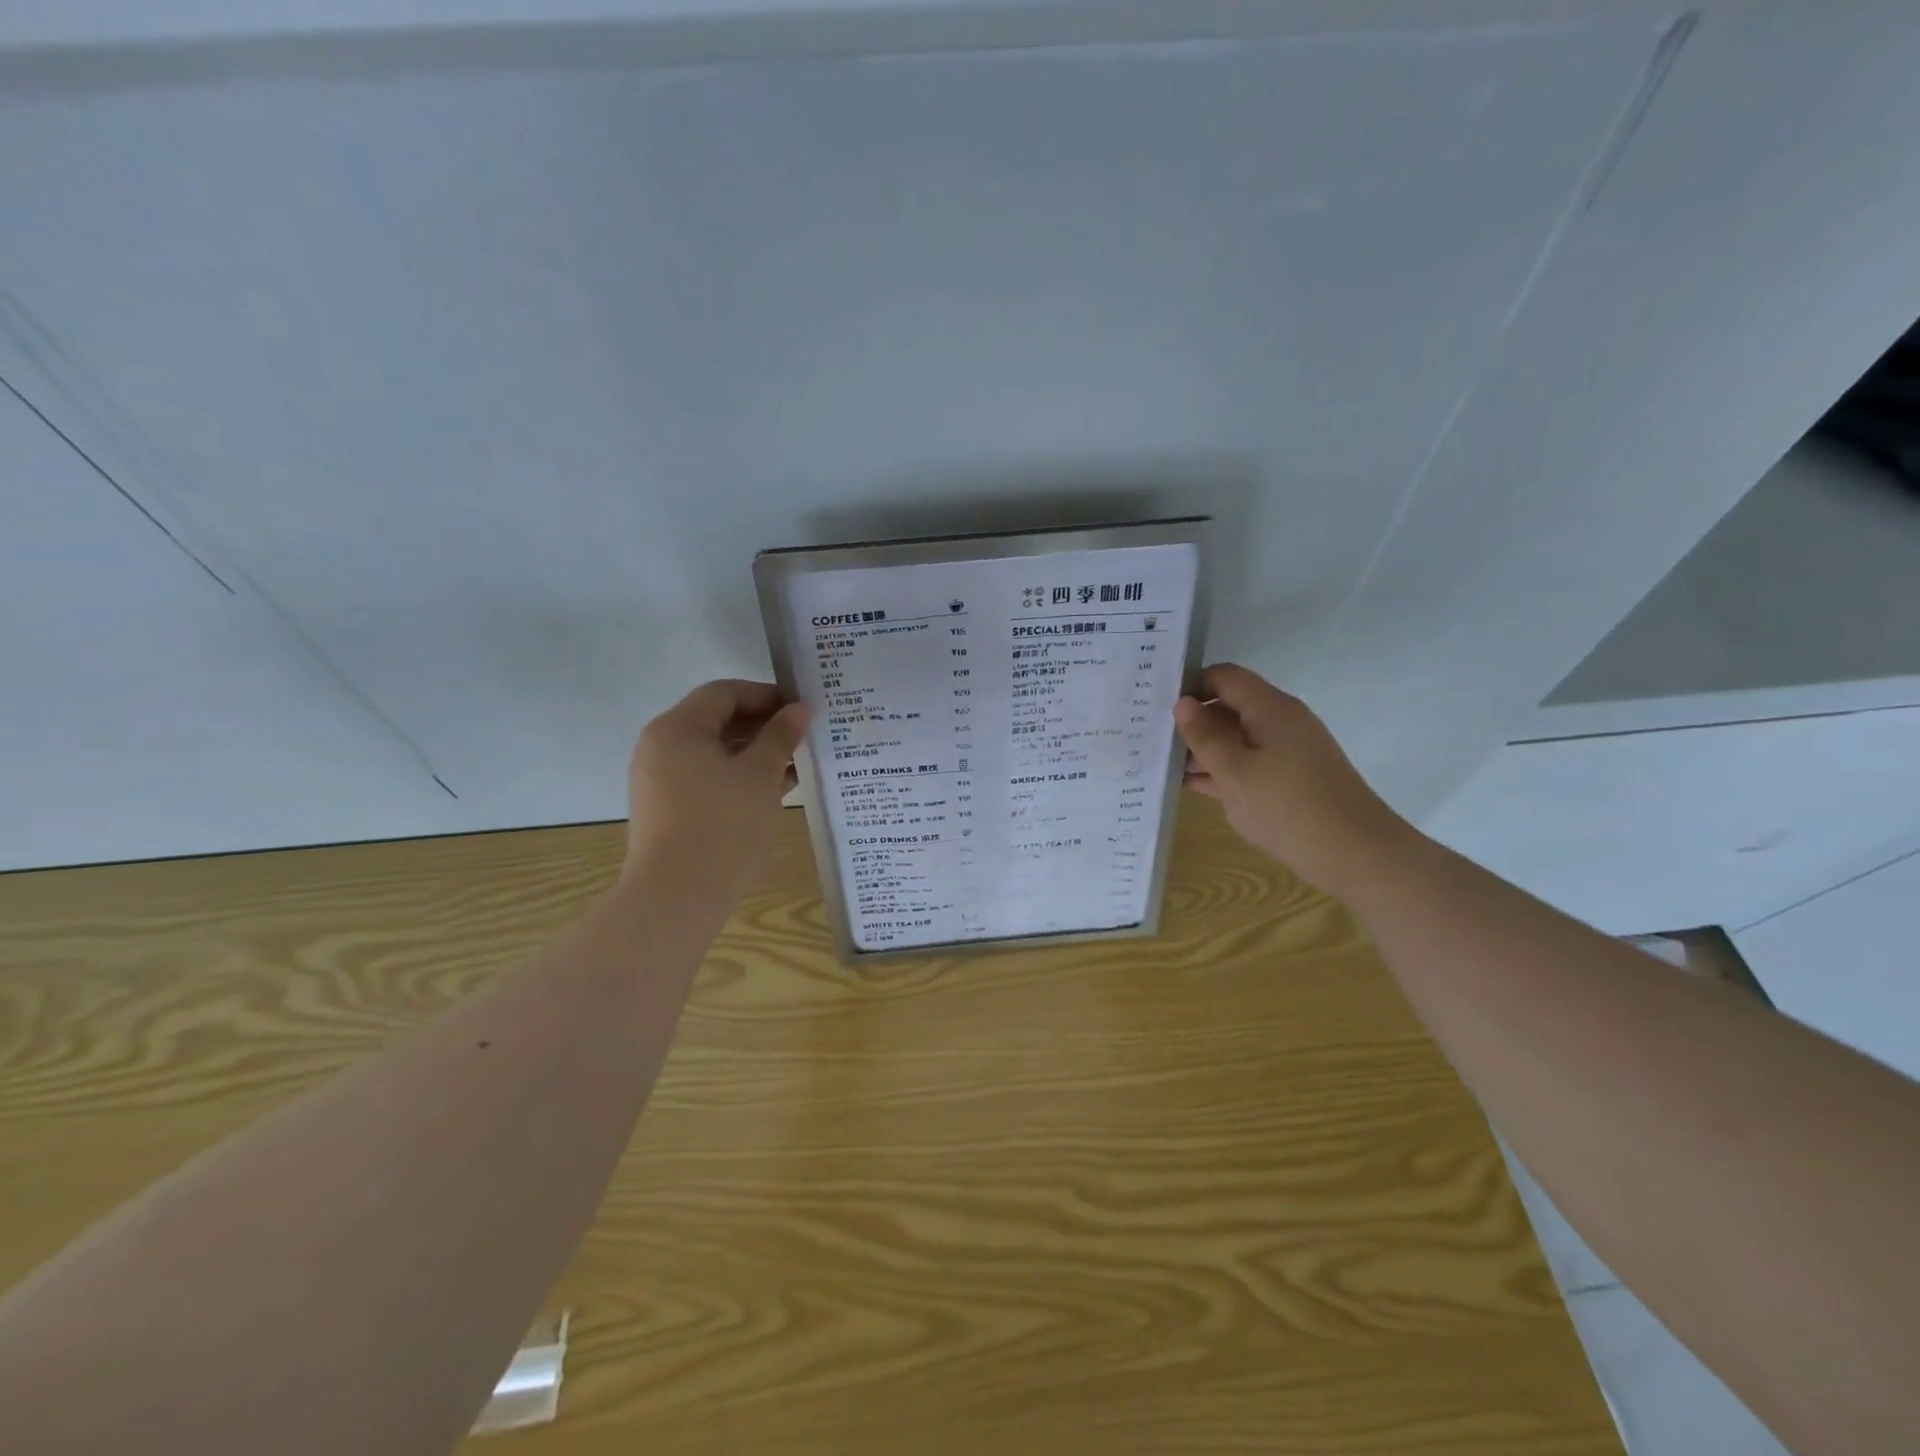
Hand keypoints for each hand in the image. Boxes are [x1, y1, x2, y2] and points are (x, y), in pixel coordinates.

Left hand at [622, 680, 808, 906]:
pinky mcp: (670, 810)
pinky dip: (741, 778)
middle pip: (718, 721)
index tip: (802, 709)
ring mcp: (662, 781)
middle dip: (764, 725)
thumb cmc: (722, 825)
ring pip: (716, 753)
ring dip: (757, 754)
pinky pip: (710, 779)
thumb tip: (799, 708)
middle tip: (805, 736)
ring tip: (799, 763)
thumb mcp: (760, 775)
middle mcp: (662, 748)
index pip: (724, 693)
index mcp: (677, 729)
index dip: (766, 695)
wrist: (676, 898)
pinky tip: (778, 788)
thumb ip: (781, 736)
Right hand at [1174, 664, 1414, 894]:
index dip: (1191, 685)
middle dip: (1193, 720)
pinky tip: (1189, 785)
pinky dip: (1221, 770)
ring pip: (1236, 738)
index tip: (1157, 706)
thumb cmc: (1288, 807)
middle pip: (1229, 706)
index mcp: (1270, 709)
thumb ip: (1205, 736)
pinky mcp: (1289, 778)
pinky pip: (1248, 762)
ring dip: (1203, 749)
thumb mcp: (1234, 772)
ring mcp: (1286, 751)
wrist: (1355, 854)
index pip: (1224, 677)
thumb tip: (1182, 702)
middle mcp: (1280, 721)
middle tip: (1151, 736)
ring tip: (1160, 762)